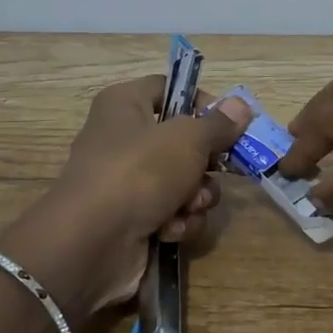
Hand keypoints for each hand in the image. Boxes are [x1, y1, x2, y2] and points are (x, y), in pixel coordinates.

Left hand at [38, 76, 251, 315]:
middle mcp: (122, 138)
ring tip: (189, 206)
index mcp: (124, 104)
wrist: (91, 244)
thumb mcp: (187, 139)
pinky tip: (170, 230)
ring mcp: (126, 183)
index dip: (200, 102)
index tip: (228, 122)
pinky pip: (171, 213)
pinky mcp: (132, 220)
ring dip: (196, 197)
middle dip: (206, 162)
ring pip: (183, 181)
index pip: (168, 89)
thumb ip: (218, 124)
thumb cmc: (139, 172)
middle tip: (220, 170)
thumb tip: (241, 106)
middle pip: (182, 140)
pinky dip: (177, 222)